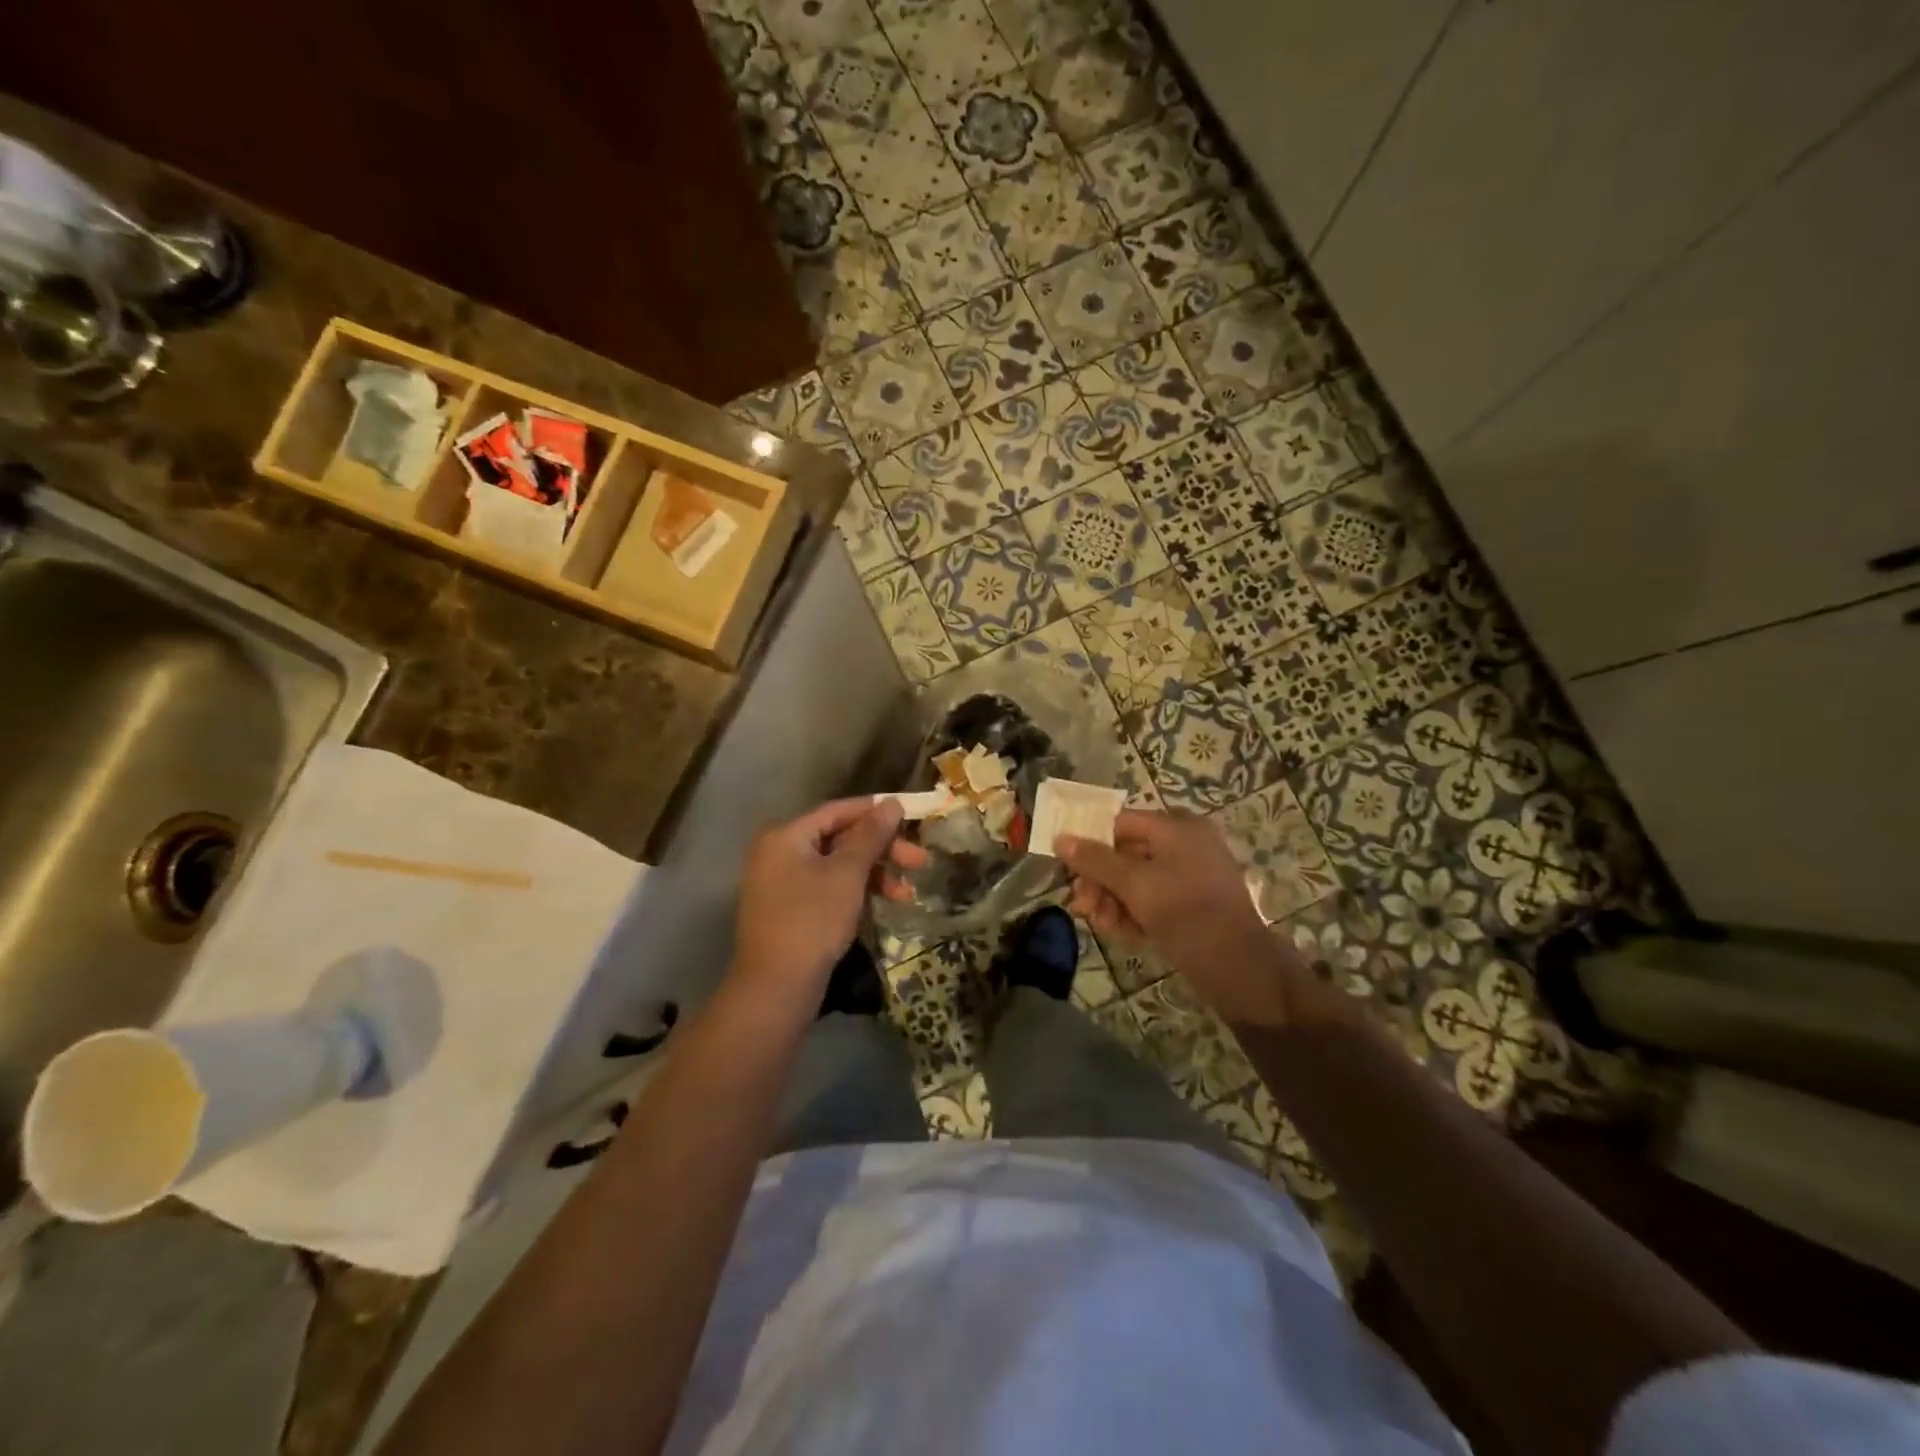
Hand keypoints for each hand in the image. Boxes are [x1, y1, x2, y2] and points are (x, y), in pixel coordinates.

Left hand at [730, 797, 923, 1011]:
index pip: (837, 810)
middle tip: (920, 861)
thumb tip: (892, 803)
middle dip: (881, 850)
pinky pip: (828, 888)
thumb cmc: (813, 920)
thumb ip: (871, 835)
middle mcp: (779, 853)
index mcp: (786, 836)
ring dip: (875, 875)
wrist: (776, 988)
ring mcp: (782, 884)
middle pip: (839, 839)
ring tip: (908, 893)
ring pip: (837, 866)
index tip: (911, 816)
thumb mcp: (847, 874)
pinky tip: (884, 904)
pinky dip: (856, 892)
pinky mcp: (791, 911)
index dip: (876, 811)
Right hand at [1059, 811, 1309, 1026]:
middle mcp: (1185, 843)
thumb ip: (1096, 861)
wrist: (1241, 969)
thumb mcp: (1135, 885)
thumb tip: (1061, 838)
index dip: (1090, 844)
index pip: (1119, 823)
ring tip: (1102, 926)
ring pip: (1137, 879)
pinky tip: (1122, 933)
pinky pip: (1153, 897)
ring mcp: (1191, 874)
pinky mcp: (1193, 903)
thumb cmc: (1186, 914)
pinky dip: (1134, 912)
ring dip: (1113, 901)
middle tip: (1081, 907)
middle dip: (1100, 881)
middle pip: (1126, 853)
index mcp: (1177, 828)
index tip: (1068, 872)